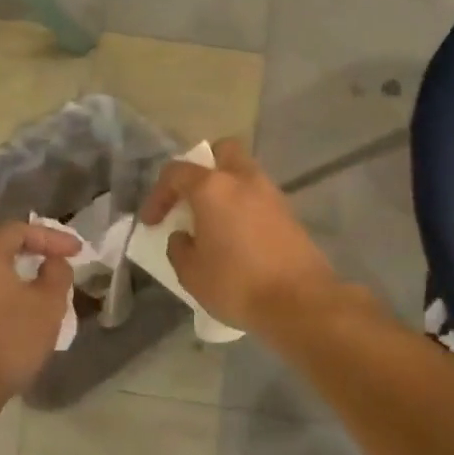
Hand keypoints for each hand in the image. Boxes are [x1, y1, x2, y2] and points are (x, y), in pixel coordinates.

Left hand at [0, 219, 81, 404]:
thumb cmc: (8, 342)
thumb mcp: (49, 306)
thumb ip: (57, 273)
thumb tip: (52, 262)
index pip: (20, 230)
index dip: (52, 237)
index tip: (77, 251)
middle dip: (18, 239)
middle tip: (42, 251)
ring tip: (23, 271)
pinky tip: (0, 293)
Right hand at [139, 139, 341, 332]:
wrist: (300, 302)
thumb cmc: (237, 284)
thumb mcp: (191, 274)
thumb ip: (179, 248)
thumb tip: (184, 236)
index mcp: (213, 187)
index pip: (176, 172)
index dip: (158, 195)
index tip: (152, 223)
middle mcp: (244, 179)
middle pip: (222, 152)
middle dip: (204, 169)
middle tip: (192, 200)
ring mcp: (271, 194)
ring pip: (244, 174)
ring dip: (227, 189)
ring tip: (215, 222)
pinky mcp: (290, 213)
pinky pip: (260, 198)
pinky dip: (246, 207)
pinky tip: (239, 237)